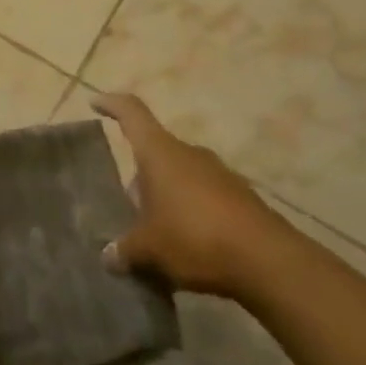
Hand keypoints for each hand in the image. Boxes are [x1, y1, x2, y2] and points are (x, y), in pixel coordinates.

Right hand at [93, 93, 291, 299]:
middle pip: (155, 152)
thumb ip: (125, 250)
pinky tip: (186, 244)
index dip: (112, 104)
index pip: (132, 113)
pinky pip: (204, 196)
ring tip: (154, 230)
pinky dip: (191, 212)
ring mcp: (219, 174)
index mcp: (160, 153)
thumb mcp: (149, 249)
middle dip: (140, 174)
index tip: (95, 102)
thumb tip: (109, 256)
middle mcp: (189, 154)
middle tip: (126, 203)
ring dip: (166, 195)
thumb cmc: (195, 238)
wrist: (269, 262)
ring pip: (181, 175)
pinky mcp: (241, 198)